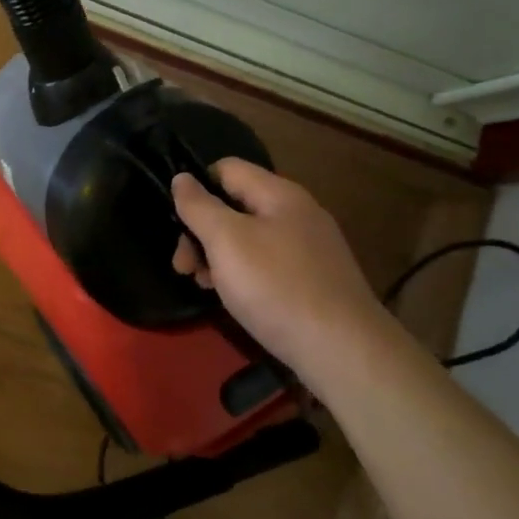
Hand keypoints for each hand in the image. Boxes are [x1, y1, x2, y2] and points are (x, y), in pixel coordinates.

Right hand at [171, 159, 399, 393]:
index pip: (226, 169)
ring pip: (247, 238)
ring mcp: (308, 248)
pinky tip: (232, 298)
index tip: (176, 221)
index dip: (196, 187)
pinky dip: (242, 274)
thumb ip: (199, 206)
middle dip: (200, 231)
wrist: (342, 349)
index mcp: (279, 194)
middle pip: (234, 206)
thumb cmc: (275, 286)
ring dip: (217, 256)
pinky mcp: (312, 279)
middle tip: (182, 266)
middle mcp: (297, 213)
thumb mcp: (226, 240)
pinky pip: (266, 263)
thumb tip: (181, 177)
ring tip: (202, 285)